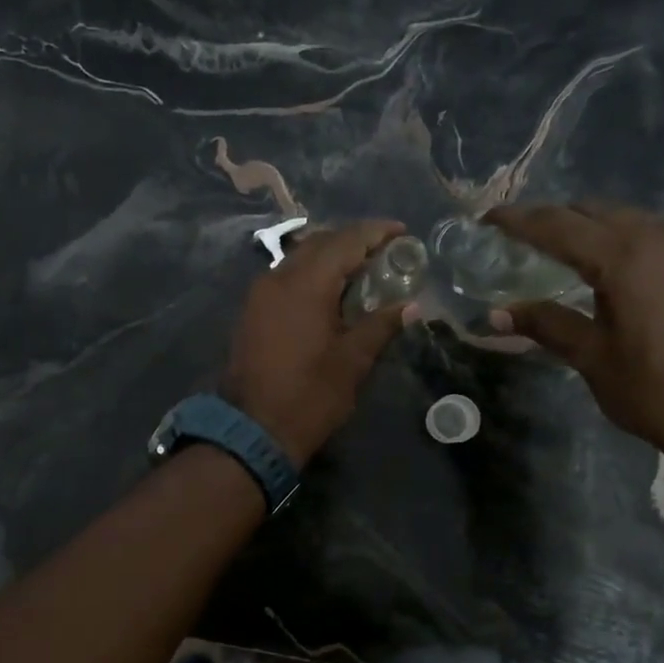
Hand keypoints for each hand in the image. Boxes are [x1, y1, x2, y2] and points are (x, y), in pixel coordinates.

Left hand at [223, 219, 409, 466]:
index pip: (346, 241)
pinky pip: (285, 278)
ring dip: (329, 257)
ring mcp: (259, 294)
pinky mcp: (251, 312)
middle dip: (352, 241)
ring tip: (360, 271)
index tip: (402, 232)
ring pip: (298, 259)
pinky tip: (329, 293)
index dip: (376, 232)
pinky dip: (310, 275)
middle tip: (384, 252)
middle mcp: (278, 278)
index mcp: (306, 283)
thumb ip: (381, 325)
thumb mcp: (353, 362)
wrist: (253, 430)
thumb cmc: (310, 396)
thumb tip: (412, 306)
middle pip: (319, 243)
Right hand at [488, 204, 663, 464]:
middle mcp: (657, 240)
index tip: (488, 218)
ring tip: (562, 245)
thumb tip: (496, 314)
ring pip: (628, 218)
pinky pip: (654, 234)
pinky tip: (612, 263)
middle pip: (594, 211)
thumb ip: (546, 325)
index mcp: (623, 258)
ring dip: (590, 224)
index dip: (520, 220)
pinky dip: (623, 237)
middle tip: (521, 234)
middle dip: (554, 217)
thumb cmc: (653, 389)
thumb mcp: (591, 358)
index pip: (559, 226)